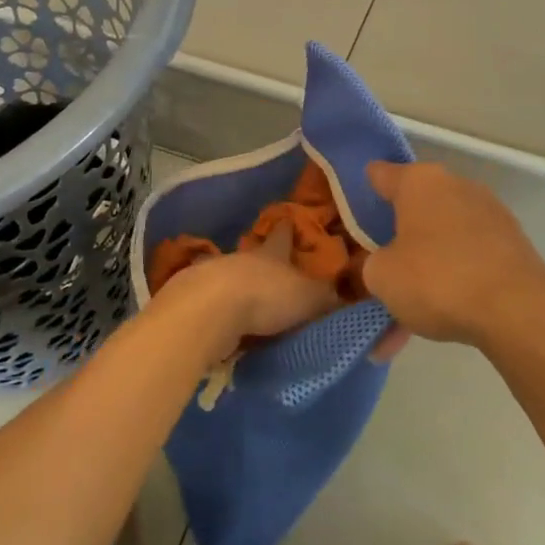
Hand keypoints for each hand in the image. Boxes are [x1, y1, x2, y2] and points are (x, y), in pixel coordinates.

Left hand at [162, 221, 342, 357]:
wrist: (209, 310)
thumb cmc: (266, 296)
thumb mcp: (308, 297)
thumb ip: (327, 297)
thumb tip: (348, 294)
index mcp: (272, 252)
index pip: (283, 234)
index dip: (288, 229)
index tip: (290, 221)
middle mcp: (244, 258)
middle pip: (256, 255)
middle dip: (265, 262)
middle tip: (276, 271)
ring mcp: (215, 276)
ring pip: (233, 277)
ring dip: (240, 287)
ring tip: (252, 303)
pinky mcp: (196, 300)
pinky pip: (215, 303)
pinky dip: (222, 311)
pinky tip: (227, 323)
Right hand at [362, 162, 544, 346]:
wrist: (519, 312)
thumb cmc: (438, 279)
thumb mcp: (381, 277)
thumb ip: (370, 266)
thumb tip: (380, 265)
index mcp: (419, 181)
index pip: (380, 175)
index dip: (361, 192)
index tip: (348, 213)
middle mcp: (455, 187)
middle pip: (413, 211)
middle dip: (394, 242)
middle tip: (376, 273)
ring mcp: (489, 216)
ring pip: (441, 243)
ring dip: (422, 273)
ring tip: (403, 319)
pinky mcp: (512, 247)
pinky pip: (467, 263)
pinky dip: (450, 287)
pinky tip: (435, 326)